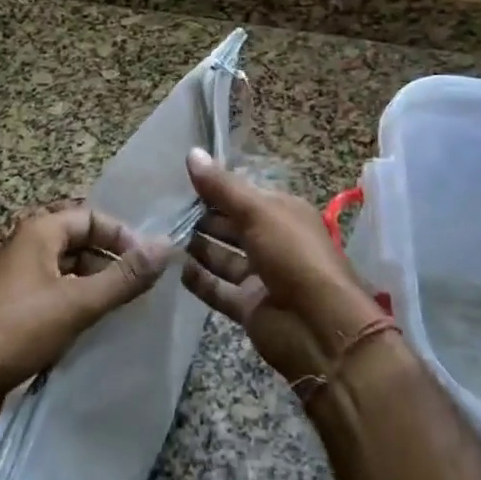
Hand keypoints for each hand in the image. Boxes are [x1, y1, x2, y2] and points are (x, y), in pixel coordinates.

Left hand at [0, 201, 165, 416]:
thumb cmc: (16, 330)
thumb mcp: (78, 302)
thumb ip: (124, 276)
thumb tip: (167, 246)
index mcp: (40, 230)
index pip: (93, 216)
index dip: (124, 236)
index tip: (150, 265)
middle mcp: (29, 246)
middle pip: (82, 241)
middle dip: (113, 261)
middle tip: (143, 288)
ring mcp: (20, 280)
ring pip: (70, 271)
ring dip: (98, 285)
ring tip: (126, 310)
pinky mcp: (16, 311)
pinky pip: (58, 296)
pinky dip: (79, 305)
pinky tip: (96, 329)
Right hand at [181, 148, 387, 385]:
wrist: (319, 327)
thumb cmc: (293, 256)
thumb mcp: (258, 212)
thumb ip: (222, 187)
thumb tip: (191, 152)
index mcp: (282, 213)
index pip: (243, 193)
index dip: (214, 186)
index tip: (178, 178)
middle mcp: (272, 240)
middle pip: (231, 224)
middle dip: (202, 216)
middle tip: (162, 207)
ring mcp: (260, 275)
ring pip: (222, 256)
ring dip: (197, 246)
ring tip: (161, 234)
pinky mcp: (248, 306)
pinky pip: (218, 289)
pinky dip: (199, 280)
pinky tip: (173, 268)